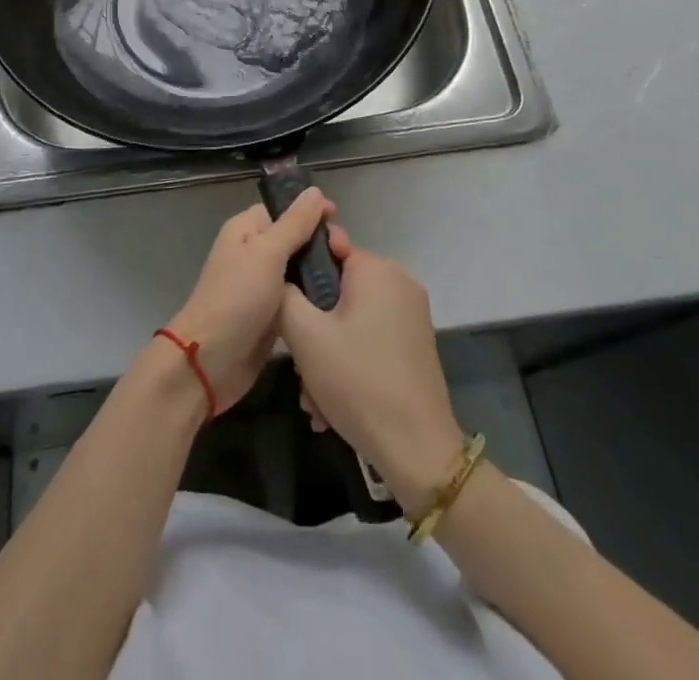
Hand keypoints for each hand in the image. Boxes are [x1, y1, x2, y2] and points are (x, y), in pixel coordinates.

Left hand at [165, 187, 335, 413]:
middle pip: (294, 238)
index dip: (310, 211)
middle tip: (347, 254)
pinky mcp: (270, 315)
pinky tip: (339, 302)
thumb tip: (315, 191)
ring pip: (298, 269)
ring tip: (350, 278)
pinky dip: (313, 298)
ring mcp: (261, 285)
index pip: (283, 209)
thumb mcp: (267, 253)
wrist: (211, 361)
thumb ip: (294, 223)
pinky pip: (297, 298)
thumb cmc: (237, 297)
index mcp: (246, 230)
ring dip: (320, 272)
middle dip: (319, 243)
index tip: (339, 218)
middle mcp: (253, 253)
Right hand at [279, 246, 466, 514]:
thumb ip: (284, 295)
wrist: (417, 450)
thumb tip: (281, 277)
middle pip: (338, 291)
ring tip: (315, 399)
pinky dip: (350, 364)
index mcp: (376, 268)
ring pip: (351, 321)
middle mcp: (399, 282)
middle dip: (313, 330)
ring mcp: (411, 314)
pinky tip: (334, 406)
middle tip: (300, 369)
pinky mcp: (416, 344)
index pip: (327, 248)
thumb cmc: (357, 381)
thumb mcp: (305, 336)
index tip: (287, 309)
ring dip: (327, 355)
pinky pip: (370, 339)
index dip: (301, 276)